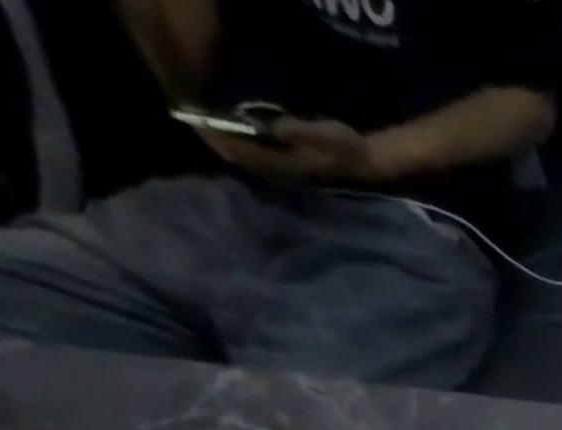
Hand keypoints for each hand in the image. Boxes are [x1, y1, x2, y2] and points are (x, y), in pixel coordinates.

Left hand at [201, 117, 377, 183]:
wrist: (366, 162)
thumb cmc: (348, 147)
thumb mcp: (326, 135)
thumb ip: (301, 132)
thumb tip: (274, 128)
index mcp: (293, 165)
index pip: (253, 155)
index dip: (227, 141)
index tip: (202, 126)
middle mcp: (289, 172)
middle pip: (249, 162)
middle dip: (222, 145)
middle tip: (194, 126)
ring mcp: (292, 171)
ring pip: (253, 162)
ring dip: (231, 148)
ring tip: (208, 132)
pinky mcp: (293, 165)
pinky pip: (261, 159)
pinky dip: (244, 149)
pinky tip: (233, 139)